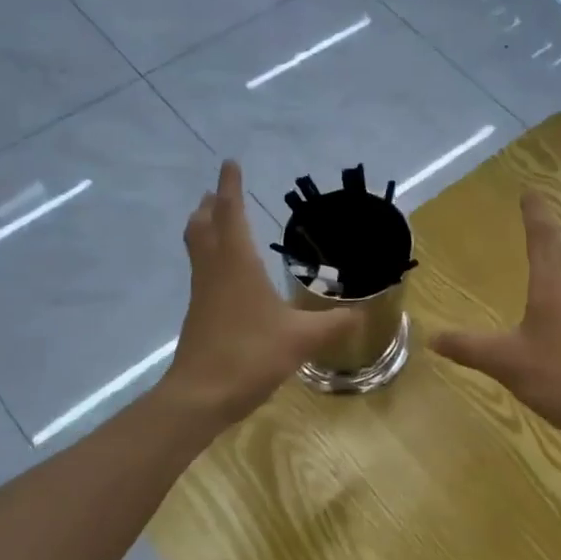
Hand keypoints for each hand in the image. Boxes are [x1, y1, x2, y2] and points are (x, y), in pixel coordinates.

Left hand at [163, 162, 361, 424]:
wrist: (200, 396)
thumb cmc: (250, 356)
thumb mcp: (301, 339)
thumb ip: (334, 324)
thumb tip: (363, 313)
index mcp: (236, 264)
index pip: (230, 213)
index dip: (230, 187)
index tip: (229, 163)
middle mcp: (215, 271)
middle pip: (203, 226)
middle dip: (210, 205)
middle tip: (218, 191)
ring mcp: (203, 293)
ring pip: (198, 248)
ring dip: (204, 227)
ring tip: (217, 220)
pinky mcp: (199, 314)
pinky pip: (203, 271)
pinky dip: (210, 256)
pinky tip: (228, 273)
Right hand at [430, 193, 560, 441]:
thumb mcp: (506, 362)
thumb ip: (468, 347)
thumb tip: (432, 337)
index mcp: (552, 288)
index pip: (542, 239)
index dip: (534, 215)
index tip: (529, 192)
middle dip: (551, 228)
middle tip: (538, 214)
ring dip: (560, 253)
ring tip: (548, 248)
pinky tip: (556, 302)